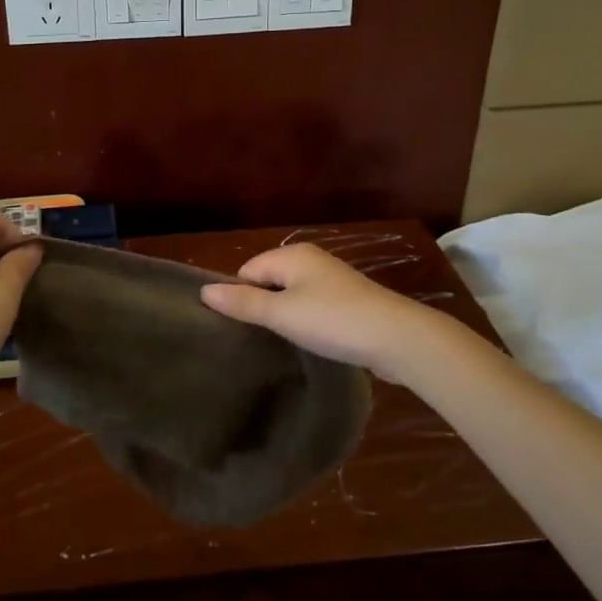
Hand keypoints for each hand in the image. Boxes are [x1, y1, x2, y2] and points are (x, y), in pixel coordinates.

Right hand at [200, 243, 459, 386]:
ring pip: (293, 296)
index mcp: (292, 255)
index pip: (248, 270)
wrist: (397, 337)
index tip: (238, 329)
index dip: (240, 298)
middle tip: (255, 340)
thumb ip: (243, 303)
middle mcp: (312, 260)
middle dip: (261, 307)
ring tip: (280, 345)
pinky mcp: (348, 303)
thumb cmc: (333, 321)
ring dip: (285, 318)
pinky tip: (309, 344)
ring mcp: (333, 281)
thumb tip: (204, 291)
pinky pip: (314, 308)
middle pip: (270, 281)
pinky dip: (307, 323)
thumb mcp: (282, 314)